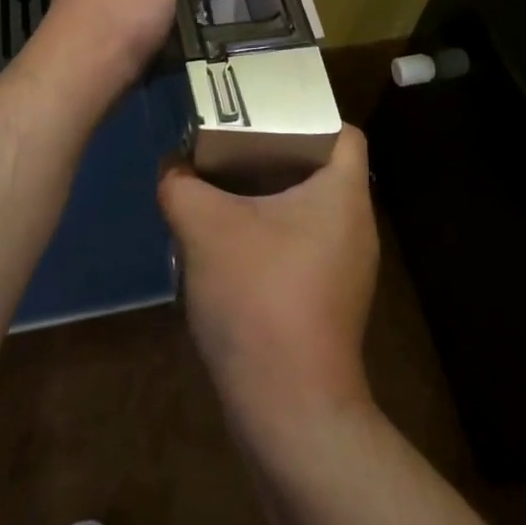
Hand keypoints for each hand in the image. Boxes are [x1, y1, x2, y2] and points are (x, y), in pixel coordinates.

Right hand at [159, 127, 378, 444]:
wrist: (289, 411)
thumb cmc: (259, 298)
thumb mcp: (205, 228)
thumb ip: (181, 186)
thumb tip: (171, 168)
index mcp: (343, 194)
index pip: (343, 131)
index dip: (306, 113)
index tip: (262, 113)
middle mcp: (355, 225)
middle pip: (320, 167)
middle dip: (274, 152)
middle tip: (229, 144)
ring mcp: (346, 267)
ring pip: (308, 208)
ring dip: (267, 196)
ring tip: (221, 187)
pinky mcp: (329, 300)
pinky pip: (302, 244)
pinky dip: (270, 233)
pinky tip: (228, 244)